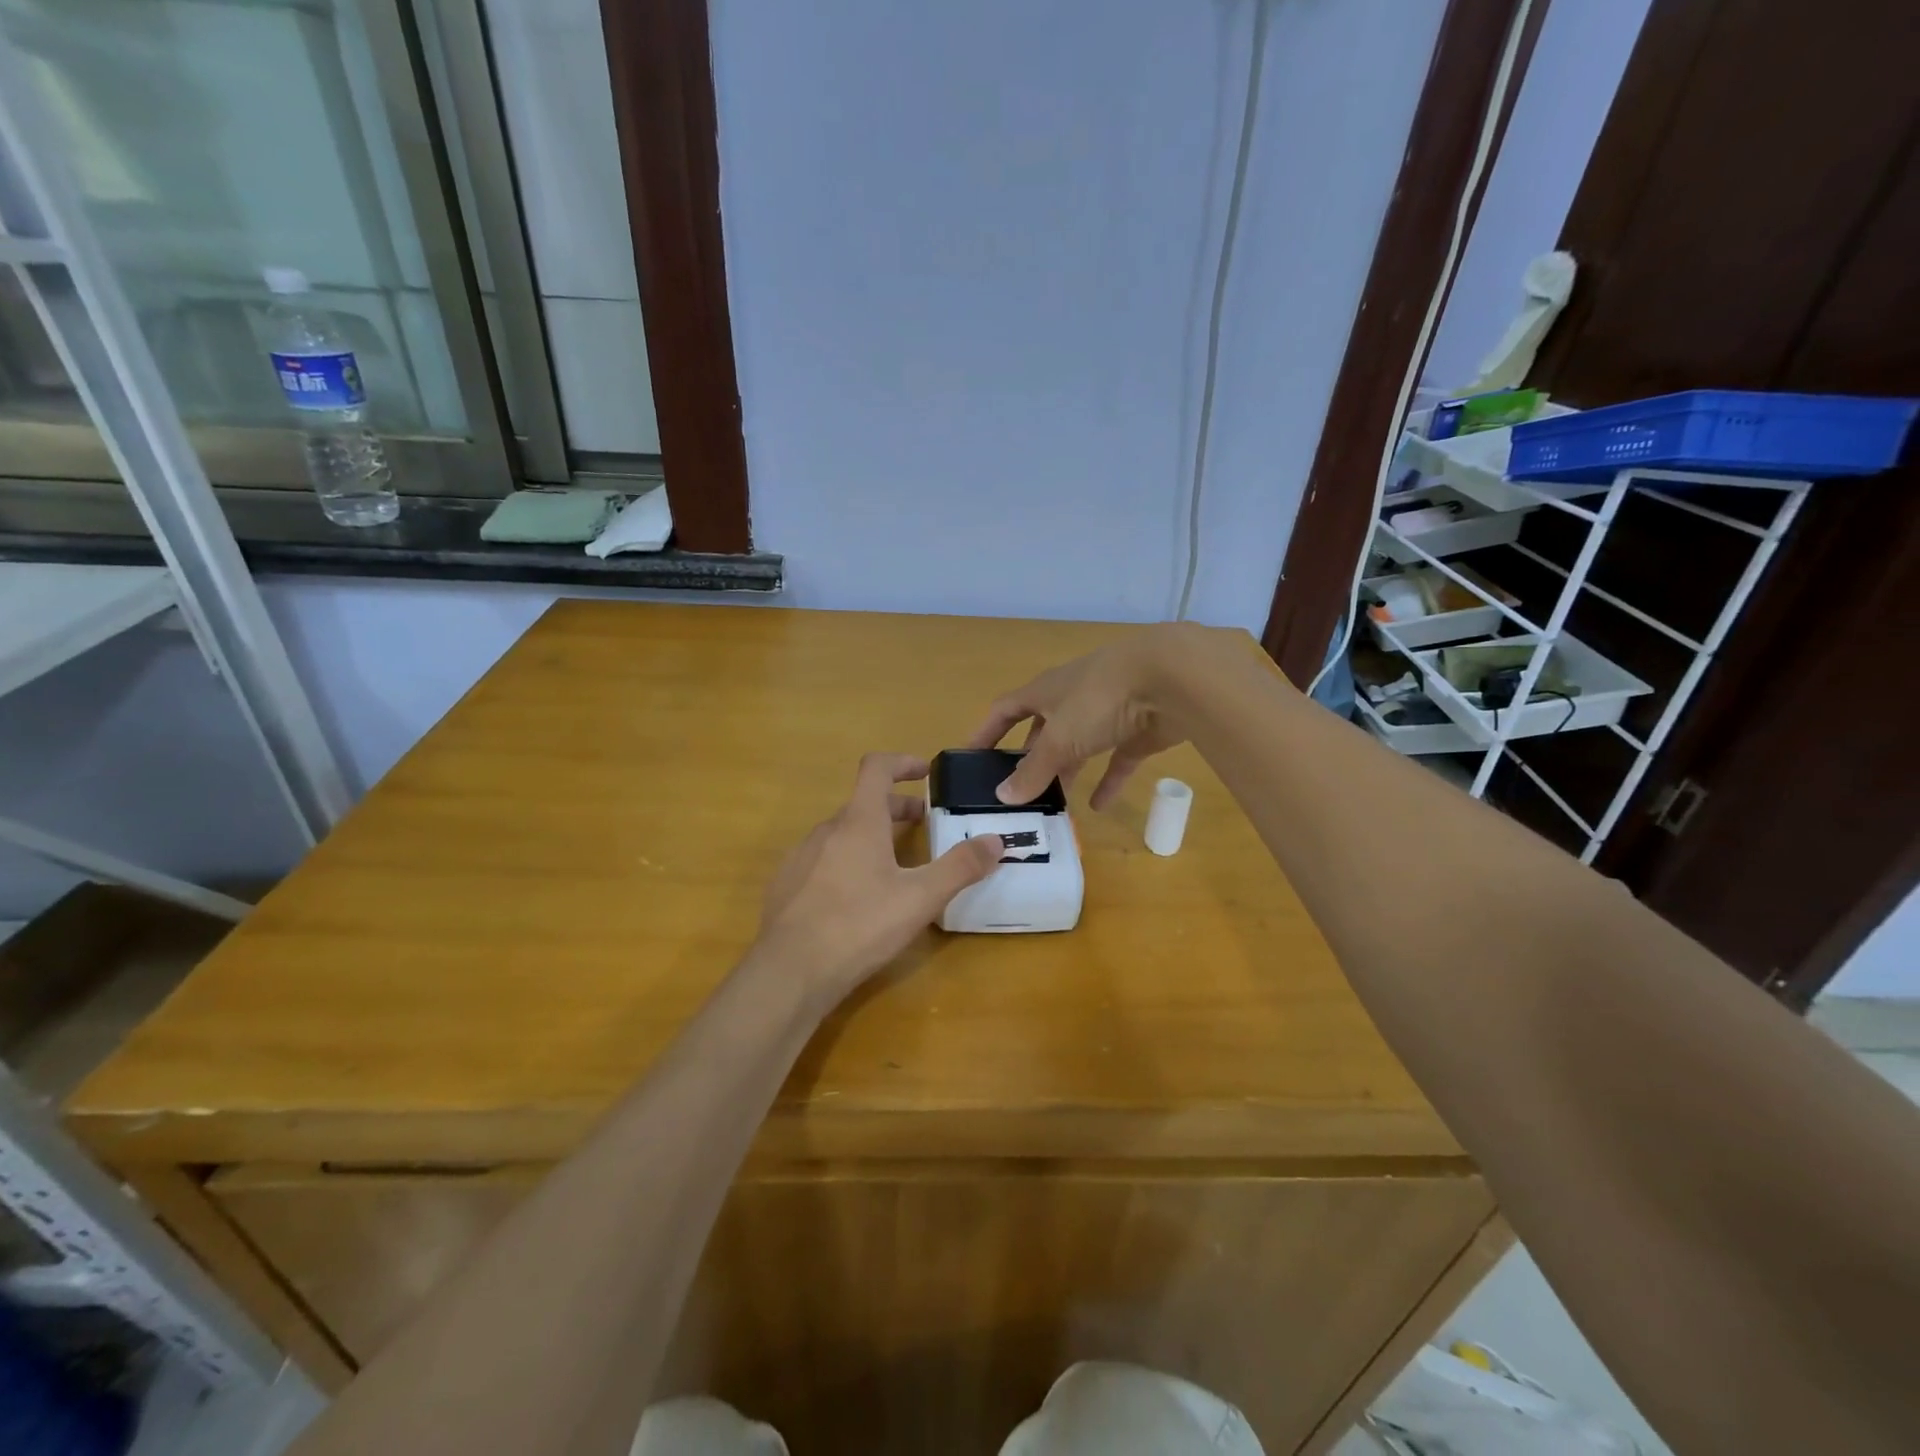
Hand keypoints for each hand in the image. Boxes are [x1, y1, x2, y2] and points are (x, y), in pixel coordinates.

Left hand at [756, 753, 1003, 1002]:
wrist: (789, 972)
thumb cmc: (860, 925)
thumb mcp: (920, 898)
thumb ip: (960, 867)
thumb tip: (996, 841)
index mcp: (859, 822)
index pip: (877, 768)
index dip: (902, 763)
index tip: (925, 773)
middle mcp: (826, 830)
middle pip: (863, 804)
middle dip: (896, 809)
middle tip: (923, 826)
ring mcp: (801, 857)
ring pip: (842, 834)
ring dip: (871, 836)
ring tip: (895, 865)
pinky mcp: (787, 886)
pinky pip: (822, 860)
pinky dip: (847, 862)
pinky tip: (857, 898)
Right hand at [968, 623, 1228, 808]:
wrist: (1172, 679)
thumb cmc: (1100, 699)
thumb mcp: (1060, 738)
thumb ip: (1033, 769)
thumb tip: (1002, 795)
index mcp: (1045, 691)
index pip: (1005, 710)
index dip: (986, 732)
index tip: (971, 758)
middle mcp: (1072, 698)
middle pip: (1043, 729)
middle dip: (1029, 758)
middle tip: (1016, 790)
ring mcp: (1108, 712)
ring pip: (1079, 745)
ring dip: (1065, 771)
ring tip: (1051, 803)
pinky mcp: (1138, 730)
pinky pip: (1117, 759)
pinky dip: (1107, 781)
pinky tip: (1098, 807)